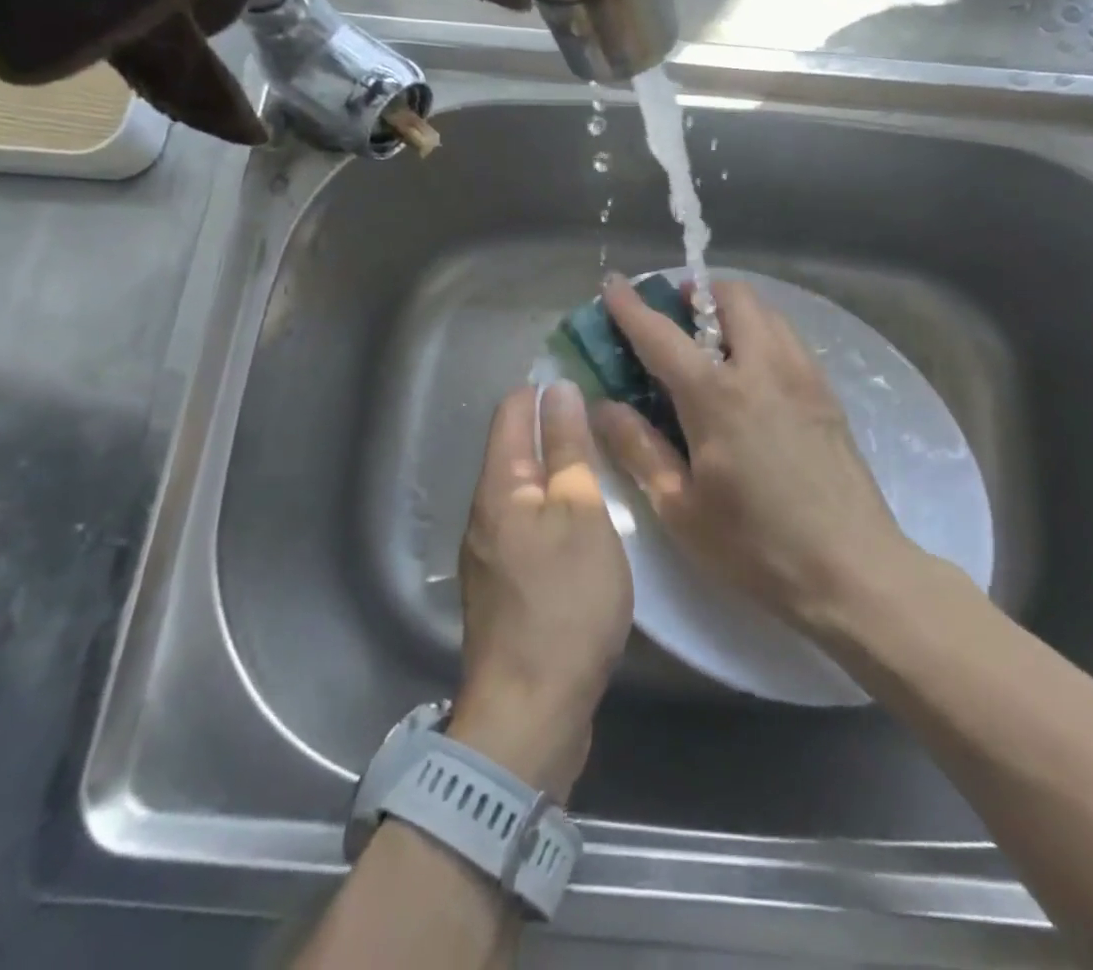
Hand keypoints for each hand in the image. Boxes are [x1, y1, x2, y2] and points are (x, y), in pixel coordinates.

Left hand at [455, 382, 631, 800]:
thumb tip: (558, 390)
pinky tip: (588, 520)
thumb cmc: (565, 602)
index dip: (545, 389)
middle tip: (608, 420)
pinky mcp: (505, 586)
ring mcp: (491, 552)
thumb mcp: (581, 515)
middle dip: (554, 428)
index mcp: (499, 487)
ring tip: (605, 462)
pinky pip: (529, 525)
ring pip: (524, 489)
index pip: (512, 411)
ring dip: (558, 470)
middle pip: (515, 449)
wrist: (531, 711)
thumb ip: (568, 451)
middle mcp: (484, 512)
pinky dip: (556, 509)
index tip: (588, 380)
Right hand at [595, 275, 910, 632]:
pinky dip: (762, 332)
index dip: (630, 306)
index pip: (661, 334)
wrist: (853, 569)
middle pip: (730, 297)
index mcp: (717, 395)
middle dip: (696, 293)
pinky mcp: (827, 391)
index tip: (613, 284)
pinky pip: (788, 337)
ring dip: (732, 309)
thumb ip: (638, 448)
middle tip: (674, 317)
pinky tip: (752, 373)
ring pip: (766, 311)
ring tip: (712, 342)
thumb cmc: (756, 546)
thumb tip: (602, 405)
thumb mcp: (680, 507)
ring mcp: (802, 374)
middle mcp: (762, 367)